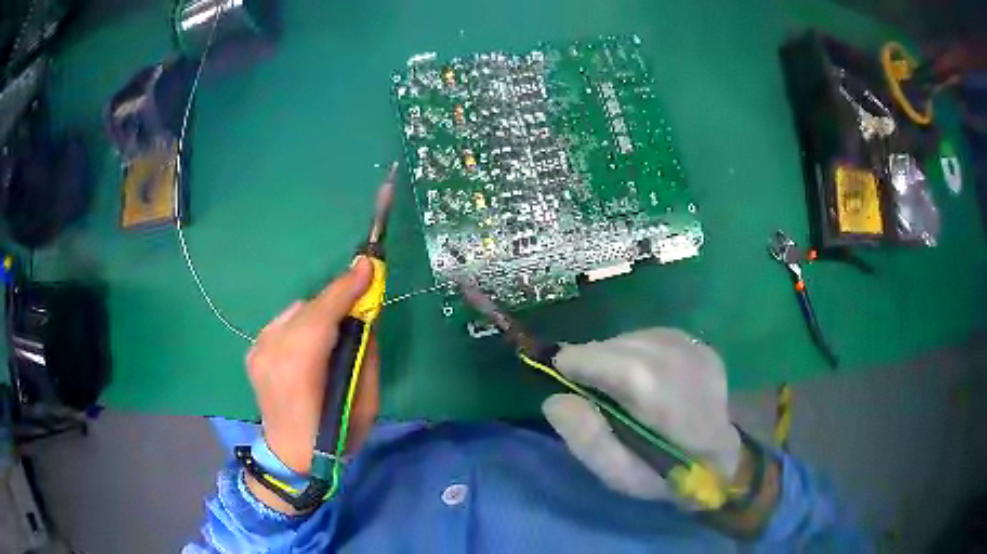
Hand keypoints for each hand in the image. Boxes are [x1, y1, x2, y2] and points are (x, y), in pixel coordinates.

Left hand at [246, 258, 379, 474]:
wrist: (288, 458)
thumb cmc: (334, 438)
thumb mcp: (365, 405)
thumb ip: (365, 356)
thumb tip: (365, 319)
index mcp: (298, 370)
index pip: (321, 316)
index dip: (346, 289)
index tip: (368, 265)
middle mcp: (271, 352)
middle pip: (308, 308)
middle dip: (338, 298)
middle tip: (363, 295)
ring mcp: (257, 350)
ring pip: (296, 312)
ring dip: (319, 313)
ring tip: (336, 328)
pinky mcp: (253, 351)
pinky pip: (284, 322)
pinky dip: (302, 323)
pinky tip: (312, 342)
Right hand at [542, 328, 741, 502]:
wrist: (723, 457)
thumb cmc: (668, 474)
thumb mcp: (620, 476)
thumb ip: (587, 440)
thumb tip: (554, 399)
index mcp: (656, 393)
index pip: (598, 357)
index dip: (574, 367)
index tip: (564, 382)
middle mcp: (676, 356)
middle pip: (611, 345)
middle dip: (593, 364)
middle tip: (596, 395)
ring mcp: (691, 345)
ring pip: (628, 338)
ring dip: (614, 359)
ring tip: (623, 390)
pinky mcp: (697, 342)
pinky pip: (649, 337)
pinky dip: (637, 354)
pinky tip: (647, 379)